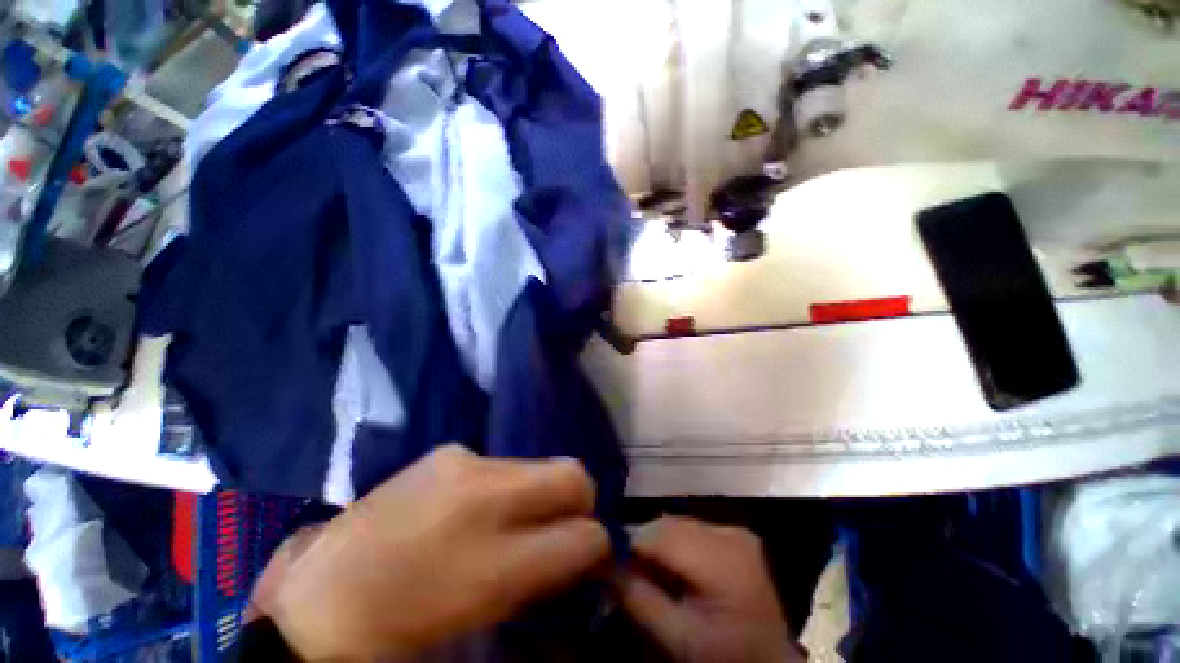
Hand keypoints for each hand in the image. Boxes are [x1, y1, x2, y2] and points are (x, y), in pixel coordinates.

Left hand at [253, 445, 610, 659]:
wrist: (322, 592)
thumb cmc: (408, 622)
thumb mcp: (487, 611)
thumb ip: (544, 574)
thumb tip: (582, 547)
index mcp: (494, 562)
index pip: (585, 534)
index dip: (596, 544)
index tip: (588, 553)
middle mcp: (487, 496)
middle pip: (574, 474)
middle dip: (580, 502)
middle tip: (561, 528)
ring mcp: (465, 462)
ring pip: (539, 465)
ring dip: (538, 493)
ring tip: (509, 521)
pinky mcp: (448, 451)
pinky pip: (501, 464)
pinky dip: (504, 485)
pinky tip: (471, 507)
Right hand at [620, 516, 800, 662]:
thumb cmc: (725, 658)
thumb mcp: (677, 639)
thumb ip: (638, 597)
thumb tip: (601, 562)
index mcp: (722, 559)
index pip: (658, 535)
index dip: (628, 545)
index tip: (607, 563)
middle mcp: (729, 533)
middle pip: (667, 525)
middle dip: (642, 545)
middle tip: (627, 573)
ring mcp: (735, 531)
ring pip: (676, 523)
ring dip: (657, 544)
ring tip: (651, 574)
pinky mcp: (735, 534)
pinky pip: (691, 529)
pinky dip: (675, 545)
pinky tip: (674, 570)